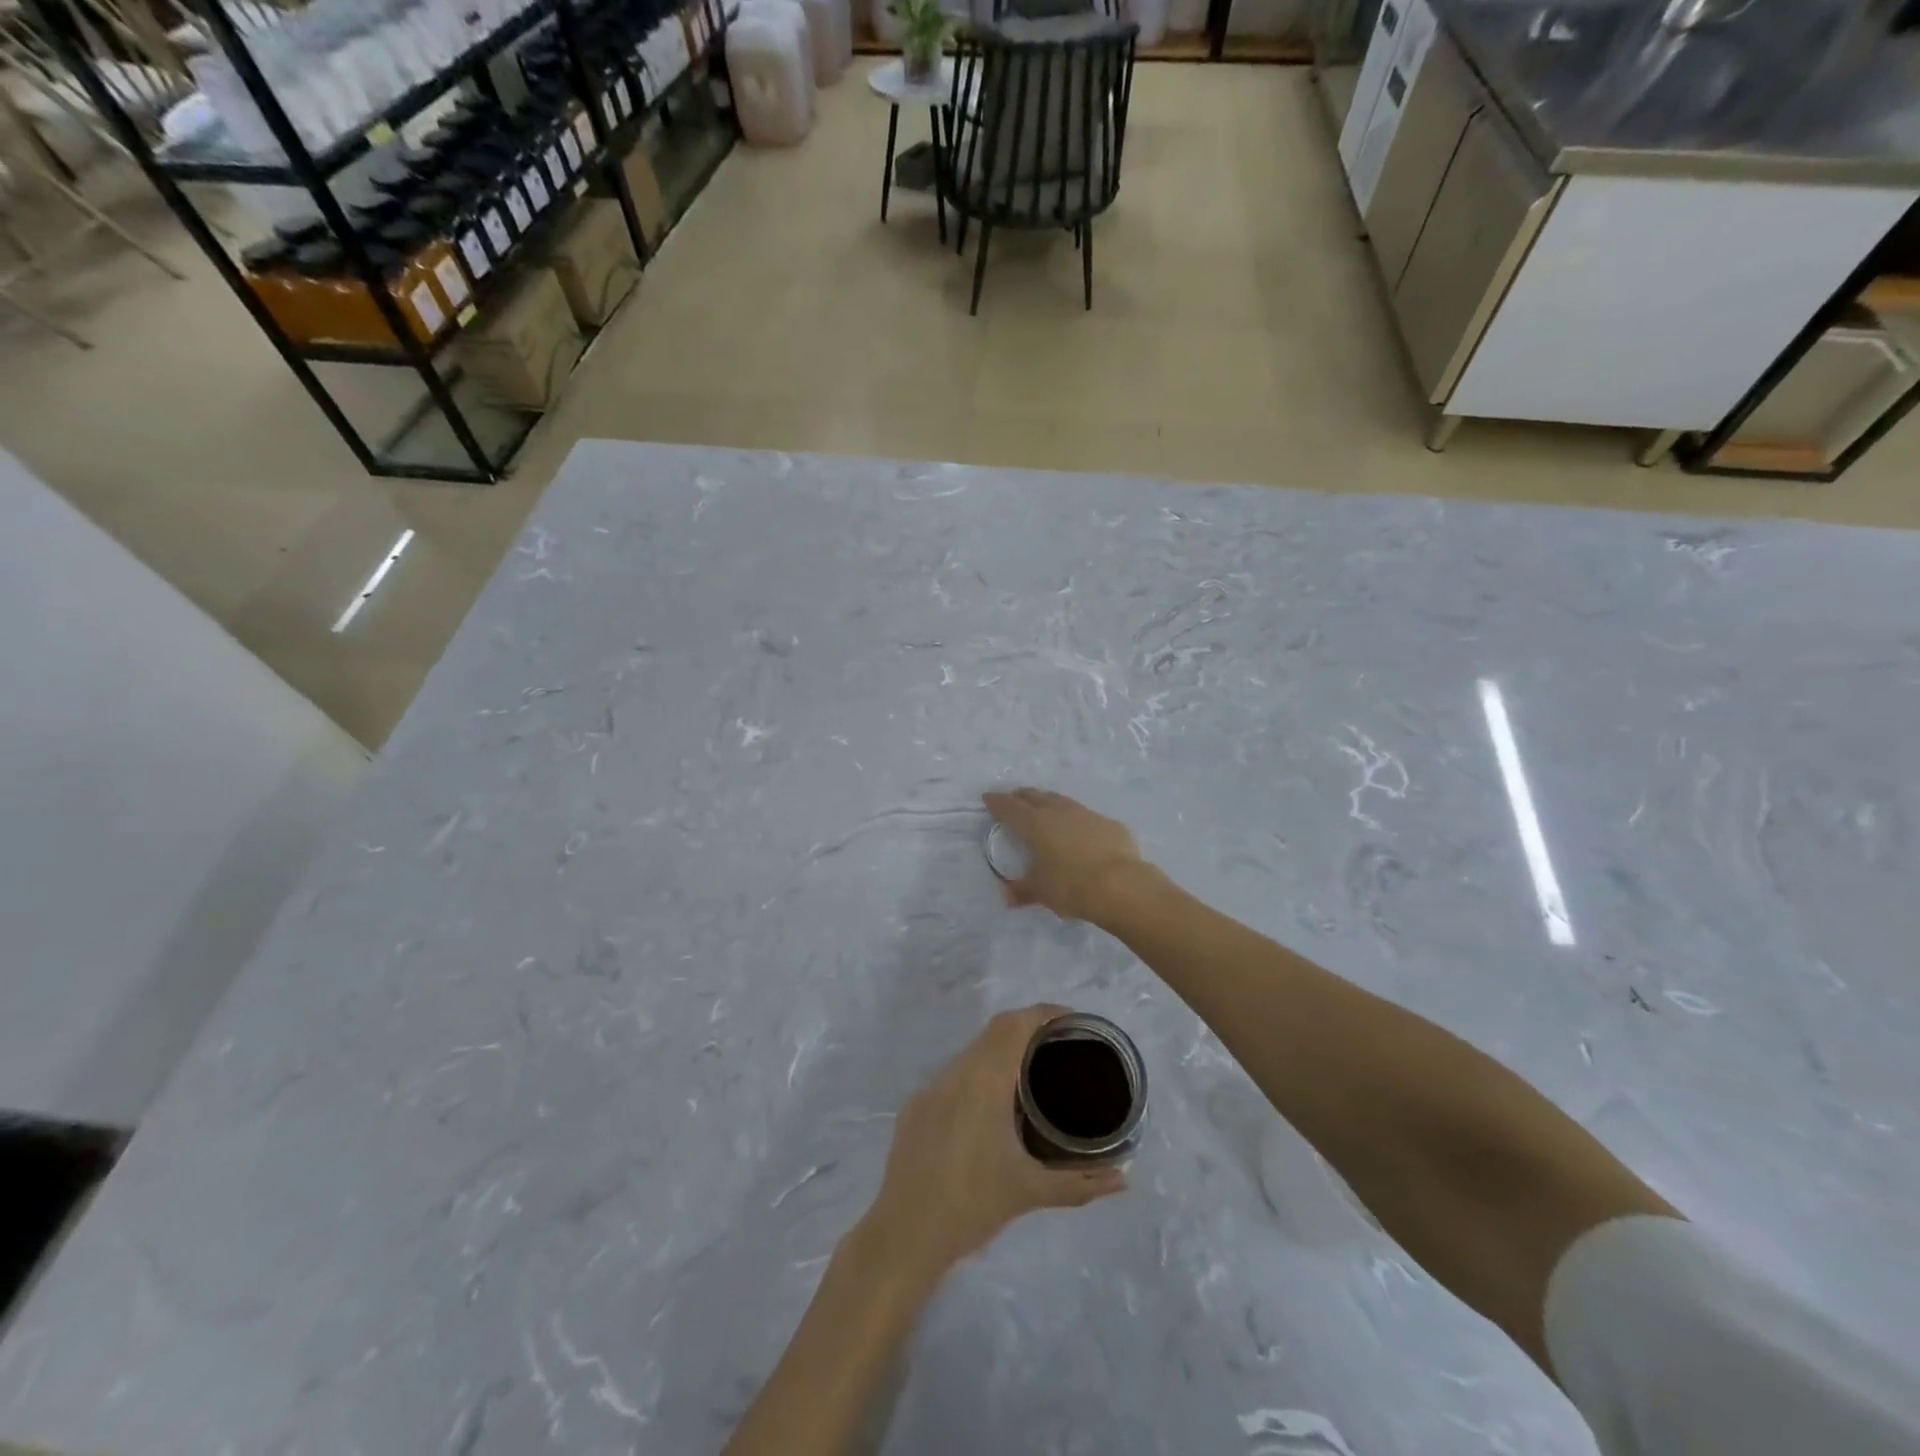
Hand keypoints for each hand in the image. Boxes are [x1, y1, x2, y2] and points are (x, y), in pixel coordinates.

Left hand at [861, 1006, 1126, 1283]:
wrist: (904, 1234)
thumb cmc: (972, 1206)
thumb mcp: (1030, 1192)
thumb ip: (1080, 1182)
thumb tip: (1123, 1180)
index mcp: (983, 1082)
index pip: (1015, 1025)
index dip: (1044, 1014)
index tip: (1073, 1021)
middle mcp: (955, 1073)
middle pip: (995, 1032)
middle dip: (1028, 1029)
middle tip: (1061, 1046)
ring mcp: (931, 1088)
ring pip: (972, 1052)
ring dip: (1002, 1052)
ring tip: (1032, 1072)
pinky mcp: (916, 1106)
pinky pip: (953, 1075)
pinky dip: (978, 1075)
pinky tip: (992, 1106)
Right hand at [982, 788, 1145, 924]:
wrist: (1122, 885)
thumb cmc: (1072, 886)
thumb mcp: (1042, 892)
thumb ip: (1023, 891)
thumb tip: (1008, 896)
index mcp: (1036, 825)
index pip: (1010, 808)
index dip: (997, 802)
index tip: (988, 798)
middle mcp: (1059, 812)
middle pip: (1035, 796)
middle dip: (1021, 796)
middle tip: (1014, 799)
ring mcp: (1086, 814)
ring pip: (1061, 801)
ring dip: (1048, 802)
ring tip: (1044, 807)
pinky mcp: (1109, 824)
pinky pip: (1085, 816)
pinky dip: (1075, 819)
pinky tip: (1078, 830)